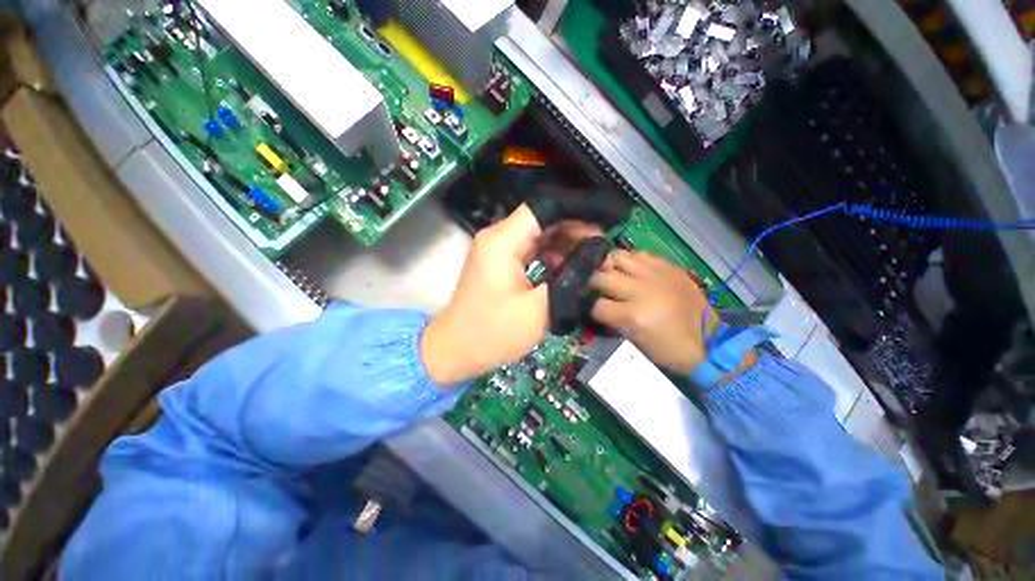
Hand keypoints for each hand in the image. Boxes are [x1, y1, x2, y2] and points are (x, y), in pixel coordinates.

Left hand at [422, 205, 590, 385]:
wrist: (456, 351)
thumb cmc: (494, 332)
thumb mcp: (540, 308)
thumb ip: (570, 277)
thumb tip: (595, 255)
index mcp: (503, 241)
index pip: (543, 209)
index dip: (575, 213)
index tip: (602, 227)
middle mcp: (498, 238)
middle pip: (541, 220)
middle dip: (573, 230)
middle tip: (602, 246)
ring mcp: (497, 251)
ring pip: (537, 235)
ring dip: (563, 244)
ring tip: (590, 258)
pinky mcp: (499, 264)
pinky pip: (529, 251)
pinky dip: (549, 256)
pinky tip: (568, 268)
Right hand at [590, 250, 751, 377]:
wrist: (708, 341)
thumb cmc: (669, 349)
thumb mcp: (636, 342)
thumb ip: (613, 321)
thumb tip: (597, 306)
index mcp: (634, 315)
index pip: (597, 306)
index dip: (591, 309)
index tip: (593, 311)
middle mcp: (642, 290)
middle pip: (602, 277)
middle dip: (593, 284)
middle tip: (596, 289)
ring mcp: (657, 275)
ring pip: (618, 257)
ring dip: (609, 266)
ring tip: (611, 273)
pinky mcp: (669, 267)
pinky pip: (641, 254)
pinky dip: (631, 261)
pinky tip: (632, 270)